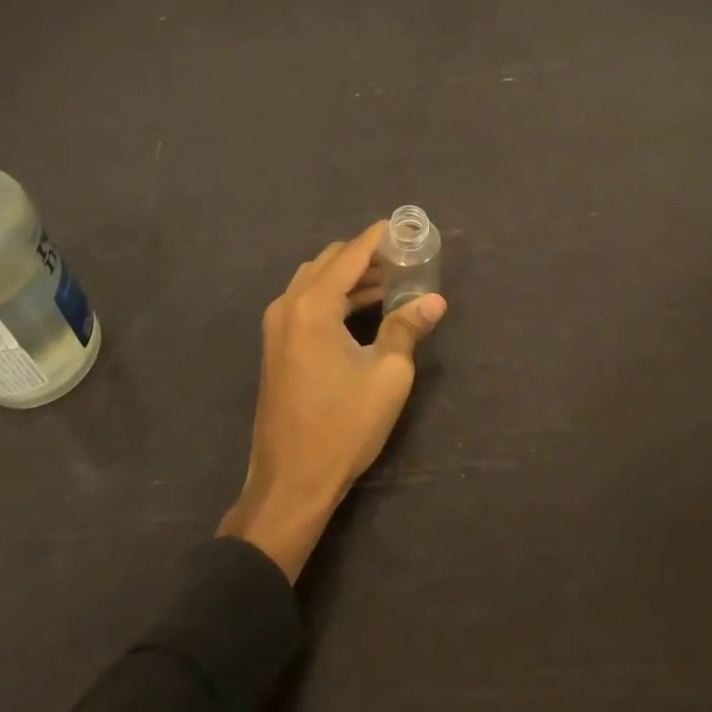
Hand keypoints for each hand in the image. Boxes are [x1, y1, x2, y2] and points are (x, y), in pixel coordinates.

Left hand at [218, 222, 446, 581]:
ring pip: (315, 281)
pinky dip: (334, 296)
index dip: (378, 238)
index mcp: (312, 306)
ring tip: (390, 281)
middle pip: (329, 262)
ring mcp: (276, 326)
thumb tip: (435, 300)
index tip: (404, 228)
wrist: (290, 484)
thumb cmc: (342, 427)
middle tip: (403, 259)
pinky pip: (306, 302)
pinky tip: (363, 309)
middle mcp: (288, 305)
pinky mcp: (276, 346)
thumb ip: (407, 328)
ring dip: (349, 276)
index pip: (350, 255)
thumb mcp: (386, 376)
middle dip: (365, 255)